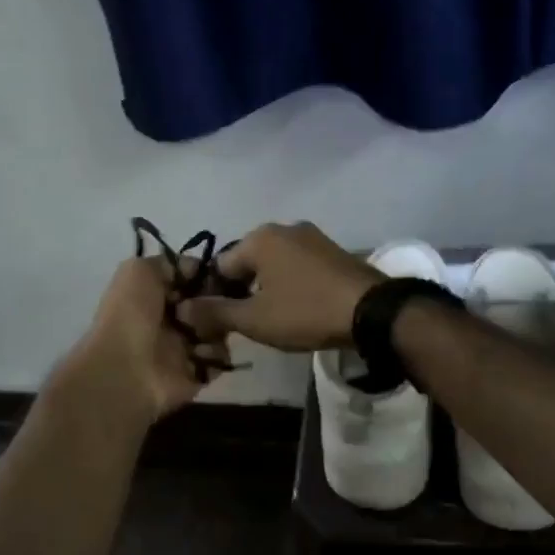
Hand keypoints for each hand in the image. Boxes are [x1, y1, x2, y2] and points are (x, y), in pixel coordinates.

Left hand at [49, 257, 228, 428]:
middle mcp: (171, 319)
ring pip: (219, 329)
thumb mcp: (139, 270)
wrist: (124, 369)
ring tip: (199, 333)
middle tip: (210, 306)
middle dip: (215, 302)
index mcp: (156, 295)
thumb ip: (169, 263)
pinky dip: (214, 354)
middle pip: (210, 304)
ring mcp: (185, 348)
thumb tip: (196, 269)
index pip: (193, 280)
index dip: (206, 276)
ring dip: (216, 328)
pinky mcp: (197, 373)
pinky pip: (220, 358)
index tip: (217, 276)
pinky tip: (199, 354)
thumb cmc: (130, 314)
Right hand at [180, 222, 382, 352]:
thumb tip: (182, 308)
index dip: (214, 297)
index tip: (220, 325)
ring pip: (274, 265)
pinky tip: (299, 308)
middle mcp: (283, 228)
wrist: (372, 310)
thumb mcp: (255, 319)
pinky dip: (291, 284)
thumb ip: (215, 312)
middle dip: (242, 292)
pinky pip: (298, 266)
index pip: (220, 267)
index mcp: (259, 238)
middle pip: (247, 263)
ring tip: (273, 321)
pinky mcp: (332, 251)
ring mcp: (312, 237)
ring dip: (267, 289)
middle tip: (246, 326)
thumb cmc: (305, 311)